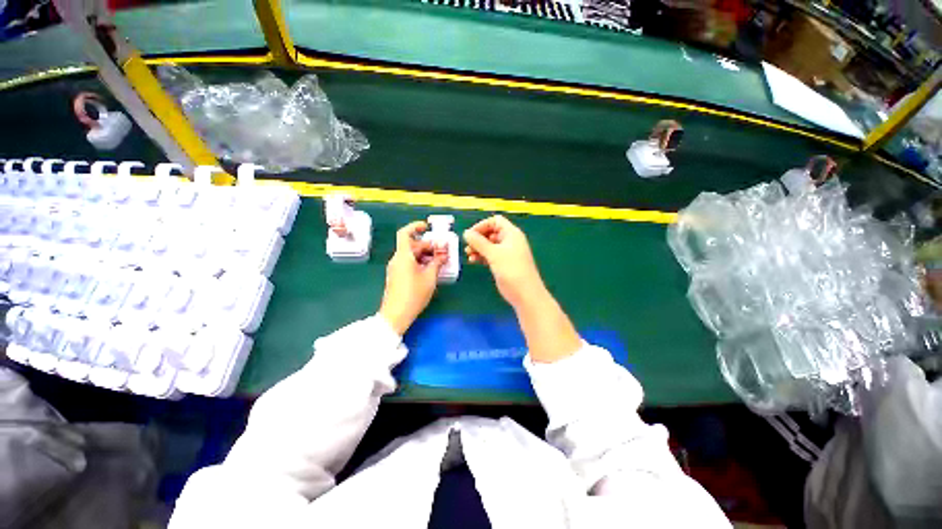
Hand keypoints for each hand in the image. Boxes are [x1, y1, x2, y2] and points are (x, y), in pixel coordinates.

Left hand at [378, 221, 446, 334]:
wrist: (396, 315)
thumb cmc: (414, 294)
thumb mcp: (430, 277)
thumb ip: (437, 263)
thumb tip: (442, 253)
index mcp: (403, 256)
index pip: (405, 233)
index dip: (415, 226)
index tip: (426, 227)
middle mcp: (397, 259)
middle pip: (411, 245)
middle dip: (427, 245)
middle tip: (441, 251)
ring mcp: (395, 268)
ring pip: (410, 255)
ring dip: (424, 255)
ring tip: (438, 261)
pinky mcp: (396, 276)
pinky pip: (408, 263)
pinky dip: (419, 262)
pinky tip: (429, 270)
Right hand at [463, 215, 545, 309]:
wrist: (525, 293)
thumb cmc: (511, 270)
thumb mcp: (494, 254)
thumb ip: (479, 242)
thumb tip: (466, 233)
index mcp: (511, 233)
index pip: (495, 221)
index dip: (482, 225)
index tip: (471, 235)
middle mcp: (509, 241)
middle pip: (491, 232)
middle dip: (478, 238)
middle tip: (468, 247)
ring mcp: (507, 253)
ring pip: (489, 245)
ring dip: (478, 248)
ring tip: (469, 255)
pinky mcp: (503, 264)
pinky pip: (490, 255)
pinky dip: (482, 256)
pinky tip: (474, 261)